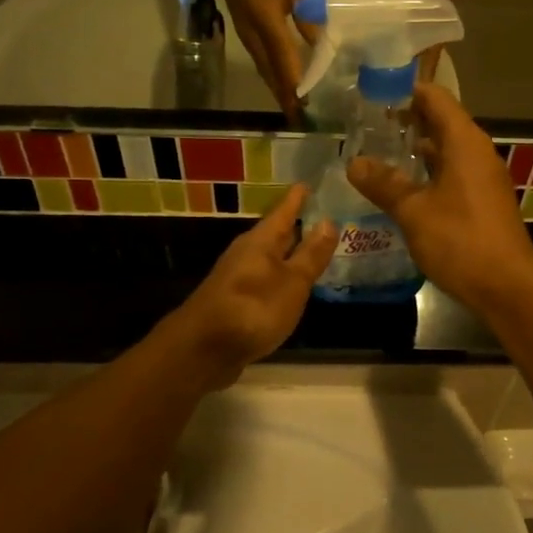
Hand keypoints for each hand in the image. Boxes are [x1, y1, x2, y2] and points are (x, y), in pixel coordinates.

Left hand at [160, 184, 335, 388]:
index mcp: (261, 241)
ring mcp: (239, 279)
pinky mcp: (236, 303)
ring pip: (270, 258)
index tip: (311, 183)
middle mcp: (247, 254)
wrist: (204, 349)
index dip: (298, 198)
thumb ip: (311, 254)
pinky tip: (292, 287)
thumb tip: (328, 221)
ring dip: (291, 254)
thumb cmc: (253, 308)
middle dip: (298, 226)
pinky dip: (282, 278)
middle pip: (276, 234)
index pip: (283, 211)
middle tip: (325, 218)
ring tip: (316, 252)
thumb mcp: (292, 282)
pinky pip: (265, 280)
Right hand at [209, 0, 312, 118]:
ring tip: (292, 107)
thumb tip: (320, 41)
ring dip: (277, 88)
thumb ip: (307, 10)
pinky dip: (271, 75)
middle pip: (270, 71)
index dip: (294, 81)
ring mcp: (244, 32)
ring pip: (263, 68)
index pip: (283, 56)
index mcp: (265, 17)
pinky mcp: (243, 30)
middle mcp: (252, 31)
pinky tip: (280, 82)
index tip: (305, 104)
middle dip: (285, 95)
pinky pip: (259, 60)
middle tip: (300, 117)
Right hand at [345, 85, 532, 315]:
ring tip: (376, 156)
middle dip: (405, 122)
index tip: (371, 95)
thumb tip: (354, 162)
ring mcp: (483, 178)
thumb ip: (384, 184)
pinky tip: (402, 190)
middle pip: (440, 122)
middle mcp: (477, 153)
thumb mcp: (414, 212)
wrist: (508, 288)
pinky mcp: (483, 202)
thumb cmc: (461, 242)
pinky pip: (451, 174)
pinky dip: (427, 174)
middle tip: (365, 127)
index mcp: (465, 143)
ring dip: (414, 151)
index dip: (404, 91)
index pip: (434, 98)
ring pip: (445, 151)